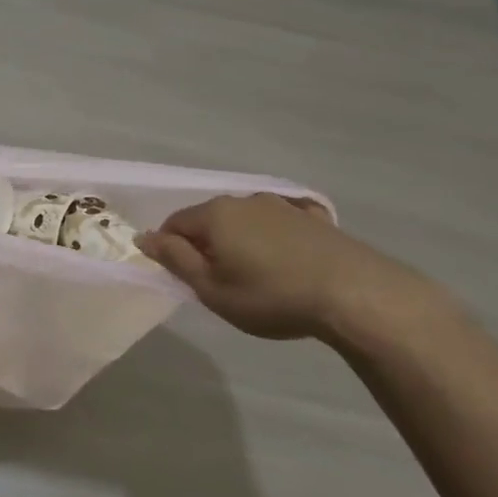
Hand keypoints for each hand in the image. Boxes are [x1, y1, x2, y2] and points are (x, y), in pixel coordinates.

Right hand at [136, 193, 438, 342]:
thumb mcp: (212, 289)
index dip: (169, 250)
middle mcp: (244, 200)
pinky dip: (272, 236)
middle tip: (216, 283)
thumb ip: (174, 260)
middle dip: (204, 245)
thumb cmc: (271, 296)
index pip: (173, 224)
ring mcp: (282, 205)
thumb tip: (143, 237)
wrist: (354, 293)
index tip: (184, 279)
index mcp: (215, 215)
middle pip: (209, 219)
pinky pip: (279, 222)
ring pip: (244, 220)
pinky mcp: (313, 217)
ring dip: (238, 241)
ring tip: (253, 276)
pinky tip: (285, 258)